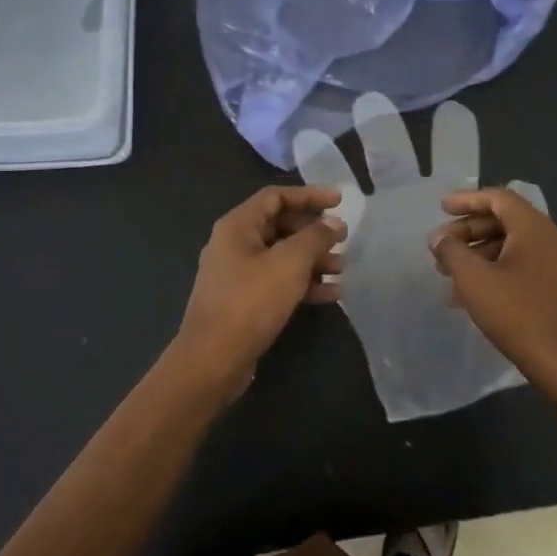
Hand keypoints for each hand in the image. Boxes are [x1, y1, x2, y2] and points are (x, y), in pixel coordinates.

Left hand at [173, 185, 345, 394]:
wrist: (213, 360)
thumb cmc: (250, 302)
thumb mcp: (289, 264)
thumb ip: (315, 238)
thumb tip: (334, 223)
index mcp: (237, 226)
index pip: (276, 197)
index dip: (309, 195)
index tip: (340, 202)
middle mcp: (234, 244)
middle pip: (280, 226)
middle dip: (314, 232)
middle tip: (343, 240)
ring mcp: (237, 274)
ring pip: (281, 256)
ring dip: (313, 260)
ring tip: (342, 269)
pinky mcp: (244, 301)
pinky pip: (278, 281)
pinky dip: (303, 283)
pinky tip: (332, 294)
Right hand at [429, 187, 556, 393]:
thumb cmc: (519, 315)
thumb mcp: (474, 280)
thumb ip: (452, 252)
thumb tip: (439, 238)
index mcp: (536, 228)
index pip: (499, 198)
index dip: (467, 200)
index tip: (441, 209)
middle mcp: (554, 238)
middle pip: (506, 221)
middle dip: (470, 231)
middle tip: (441, 248)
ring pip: (515, 245)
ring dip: (481, 253)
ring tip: (451, 274)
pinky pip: (525, 265)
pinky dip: (498, 269)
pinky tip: (476, 293)